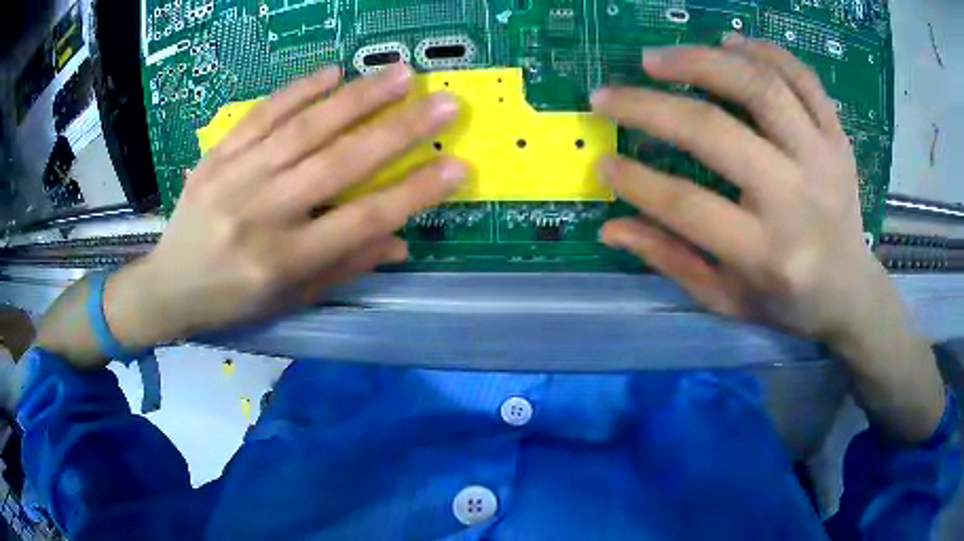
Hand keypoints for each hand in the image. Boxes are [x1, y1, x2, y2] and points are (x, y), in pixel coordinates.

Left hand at [107, 64, 465, 346]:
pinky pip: (260, 116)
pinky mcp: (216, 157)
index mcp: (284, 262)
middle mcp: (262, 215)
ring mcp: (235, 179)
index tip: (456, 166)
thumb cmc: (233, 301)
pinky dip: (298, 91)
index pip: (360, 221)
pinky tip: (332, 72)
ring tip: (400, 74)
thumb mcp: (289, 299)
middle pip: (337, 165)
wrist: (168, 287)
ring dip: (357, 98)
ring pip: (303, 130)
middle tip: (442, 104)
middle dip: (397, 131)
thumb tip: (400, 240)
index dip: (413, 193)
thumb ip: (344, 267)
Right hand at [591, 36, 944, 441]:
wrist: (852, 292)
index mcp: (766, 254)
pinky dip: (764, 51)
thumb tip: (611, 229)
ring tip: (661, 58)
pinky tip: (730, 43)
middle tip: (610, 93)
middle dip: (651, 106)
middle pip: (717, 131)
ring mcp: (824, 161)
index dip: (635, 181)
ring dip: (702, 61)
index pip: (687, 205)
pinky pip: (803, 78)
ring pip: (761, 86)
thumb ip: (672, 260)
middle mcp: (797, 199)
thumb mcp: (728, 300)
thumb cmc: (788, 303)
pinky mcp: (838, 139)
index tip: (602, 161)